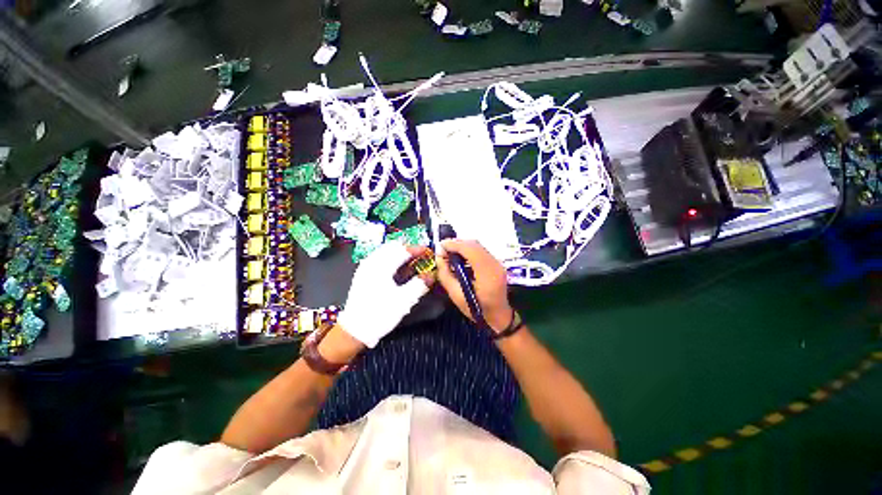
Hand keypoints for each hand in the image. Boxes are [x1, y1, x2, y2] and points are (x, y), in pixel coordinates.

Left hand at [337, 242, 432, 347]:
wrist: (355, 331)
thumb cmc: (379, 314)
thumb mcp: (403, 300)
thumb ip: (419, 285)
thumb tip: (431, 275)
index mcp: (381, 266)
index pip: (403, 250)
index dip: (418, 249)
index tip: (429, 253)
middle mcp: (371, 263)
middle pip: (393, 247)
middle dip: (409, 250)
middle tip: (421, 256)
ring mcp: (366, 268)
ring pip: (386, 252)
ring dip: (400, 254)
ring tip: (412, 262)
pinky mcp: (364, 275)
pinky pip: (380, 260)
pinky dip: (392, 260)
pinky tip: (399, 270)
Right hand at [436, 239, 513, 331]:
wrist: (498, 316)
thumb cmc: (477, 310)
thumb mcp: (456, 296)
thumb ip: (445, 275)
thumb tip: (439, 258)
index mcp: (487, 274)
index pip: (470, 250)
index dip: (454, 245)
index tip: (440, 246)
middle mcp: (495, 264)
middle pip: (474, 245)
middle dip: (456, 243)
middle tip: (443, 249)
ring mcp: (498, 263)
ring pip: (478, 246)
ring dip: (462, 246)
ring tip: (449, 253)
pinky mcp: (496, 263)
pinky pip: (480, 250)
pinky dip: (468, 250)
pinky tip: (459, 257)